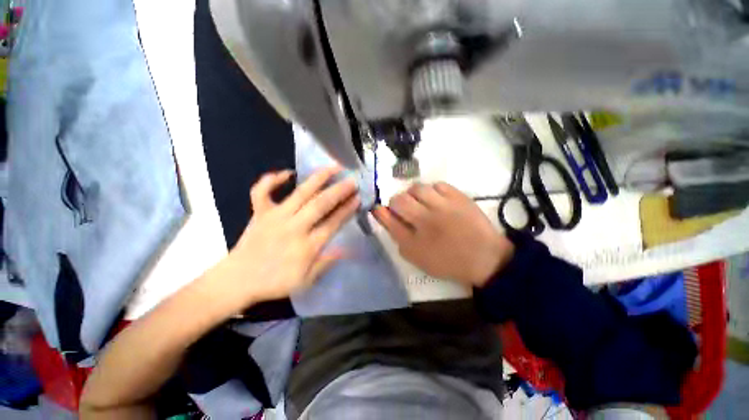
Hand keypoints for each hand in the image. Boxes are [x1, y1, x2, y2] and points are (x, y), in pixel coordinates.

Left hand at [205, 166, 359, 315]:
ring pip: (300, 193)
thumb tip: (346, 249)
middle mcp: (293, 227)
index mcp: (306, 246)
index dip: (347, 209)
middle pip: (320, 204)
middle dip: (339, 191)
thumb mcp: (305, 281)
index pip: (333, 223)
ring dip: (318, 178)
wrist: (237, 281)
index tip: (358, 198)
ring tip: (333, 167)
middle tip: (352, 181)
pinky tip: (287, 173)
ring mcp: (274, 217)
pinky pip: (262, 191)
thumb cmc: (275, 282)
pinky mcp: (259, 212)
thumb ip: (326, 263)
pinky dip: (272, 179)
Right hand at [373, 182, 513, 286]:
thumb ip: (398, 237)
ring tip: (419, 201)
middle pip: (399, 200)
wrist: (484, 257)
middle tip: (403, 207)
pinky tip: (436, 199)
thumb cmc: (447, 261)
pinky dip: (432, 190)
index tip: (378, 209)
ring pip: (417, 188)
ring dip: (413, 193)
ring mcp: (444, 207)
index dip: (380, 212)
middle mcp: (426, 221)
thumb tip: (383, 216)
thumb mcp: (417, 256)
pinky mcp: (459, 197)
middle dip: (396, 202)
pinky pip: (438, 185)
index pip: (389, 220)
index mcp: (415, 241)